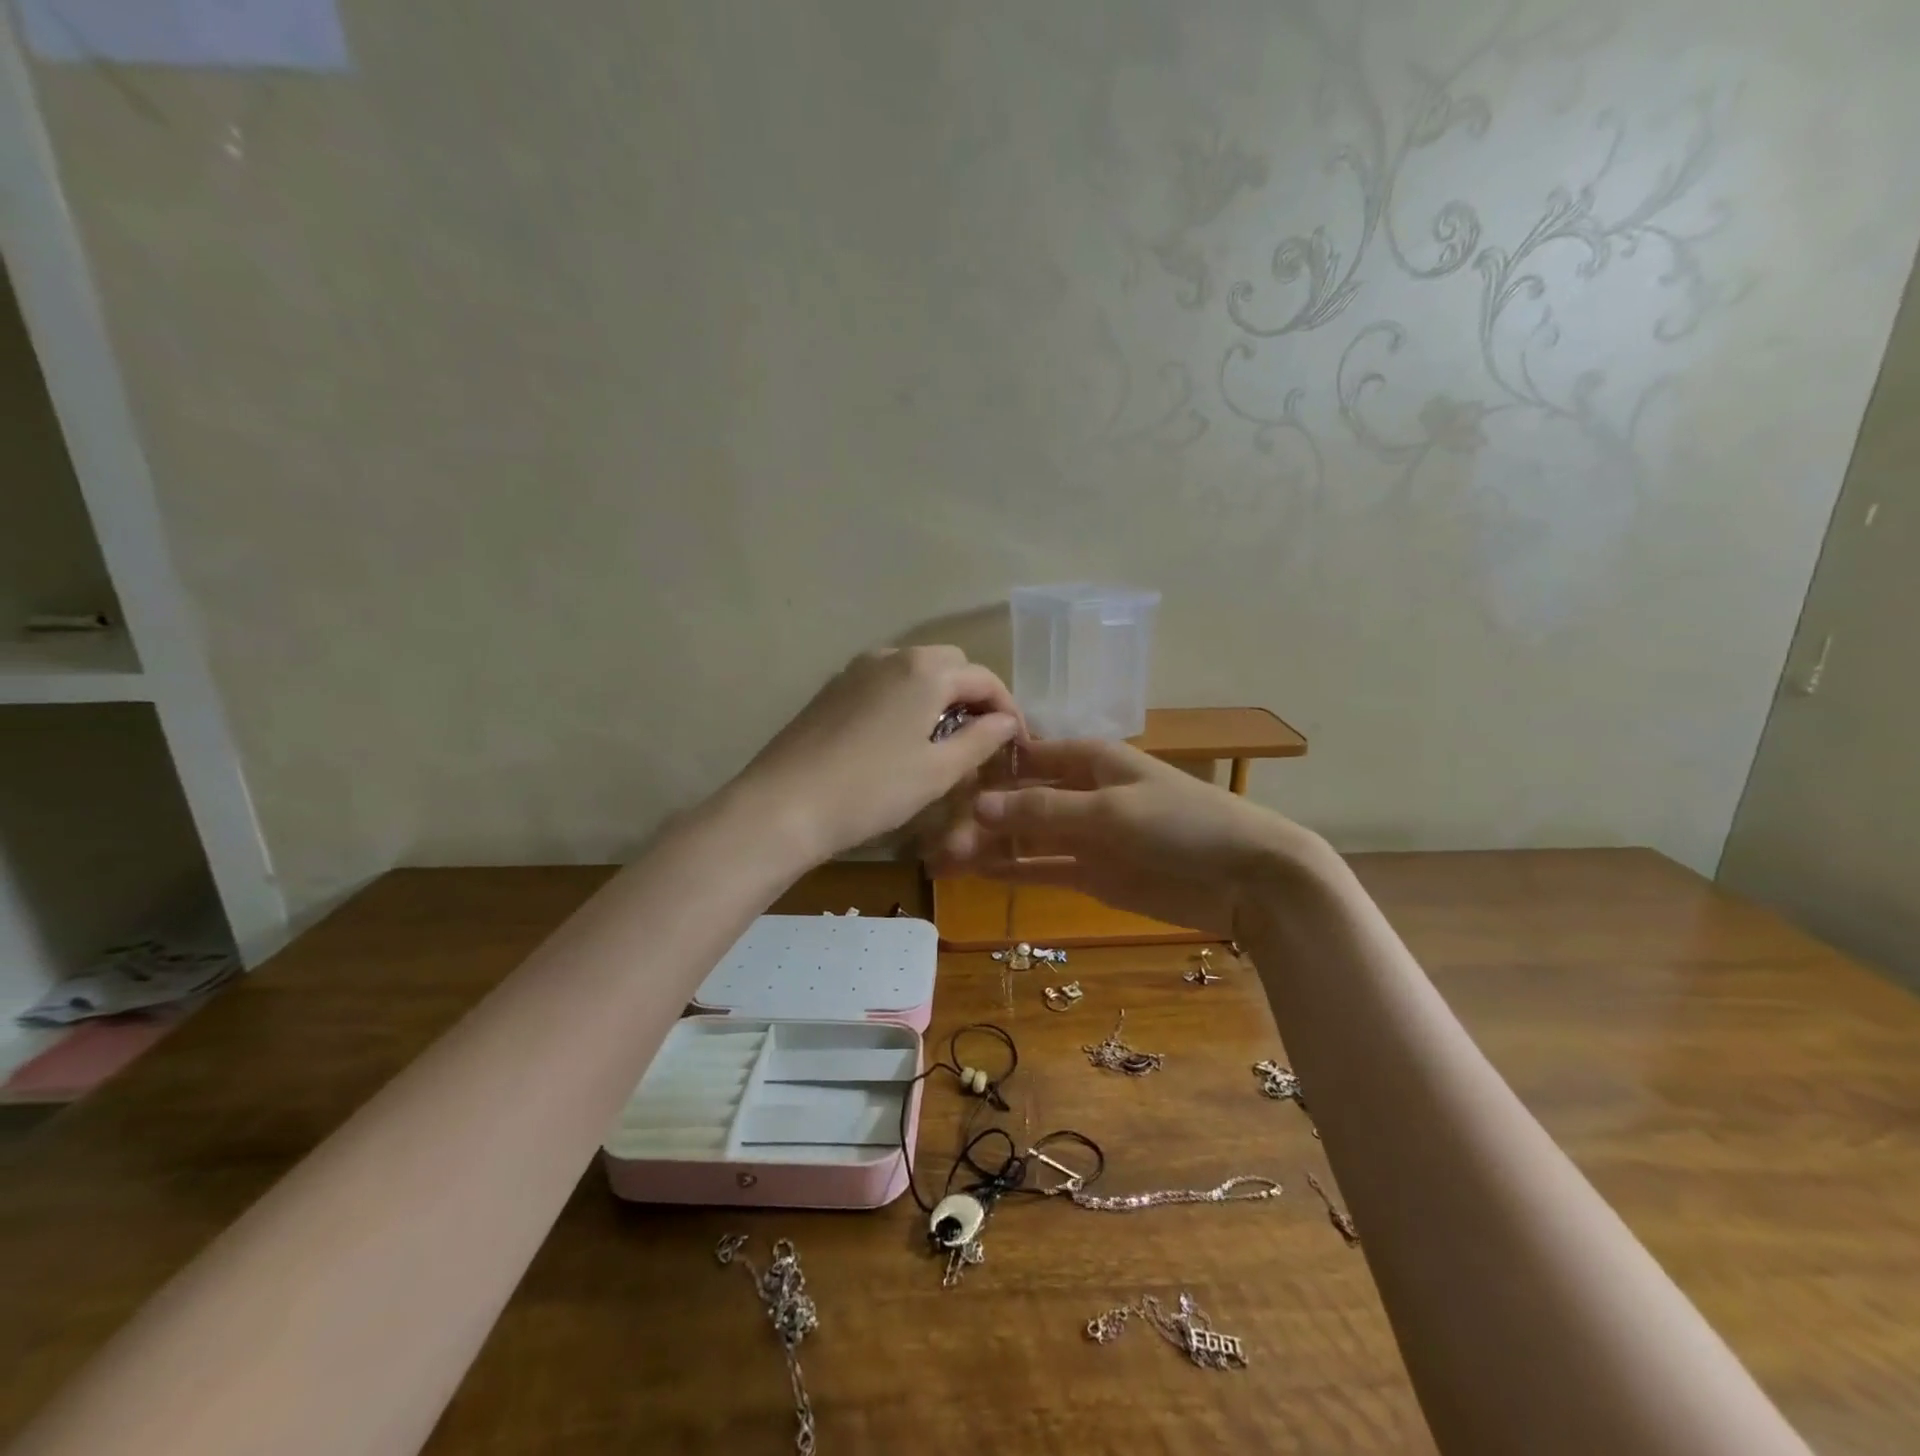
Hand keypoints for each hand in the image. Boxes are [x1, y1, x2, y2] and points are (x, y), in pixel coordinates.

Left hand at [733, 646, 1020, 864]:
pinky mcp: (832, 689)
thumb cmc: (872, 790)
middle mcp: (891, 656)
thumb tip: (1005, 722)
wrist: (783, 804)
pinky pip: (884, 683)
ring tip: (941, 740)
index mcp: (925, 671)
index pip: (983, 677)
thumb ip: (980, 740)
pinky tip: (899, 738)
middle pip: (949, 665)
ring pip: (914, 671)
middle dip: (972, 696)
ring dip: (937, 696)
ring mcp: (856, 670)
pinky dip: (905, 700)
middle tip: (980, 739)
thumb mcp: (938, 771)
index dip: (1006, 707)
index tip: (1016, 741)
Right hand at [929, 738, 1326, 934]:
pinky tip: (975, 873)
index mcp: (1091, 760)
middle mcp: (1083, 792)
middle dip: (980, 813)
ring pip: (1026, 836)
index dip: (988, 765)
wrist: (1247, 878)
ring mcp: (1086, 835)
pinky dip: (1012, 870)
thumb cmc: (1182, 823)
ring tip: (940, 857)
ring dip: (988, 845)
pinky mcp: (1093, 873)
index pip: (1028, 755)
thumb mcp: (1110, 810)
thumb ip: (1043, 809)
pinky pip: (1043, 868)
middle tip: (931, 832)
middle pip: (1020, 798)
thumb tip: (977, 805)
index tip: (943, 776)